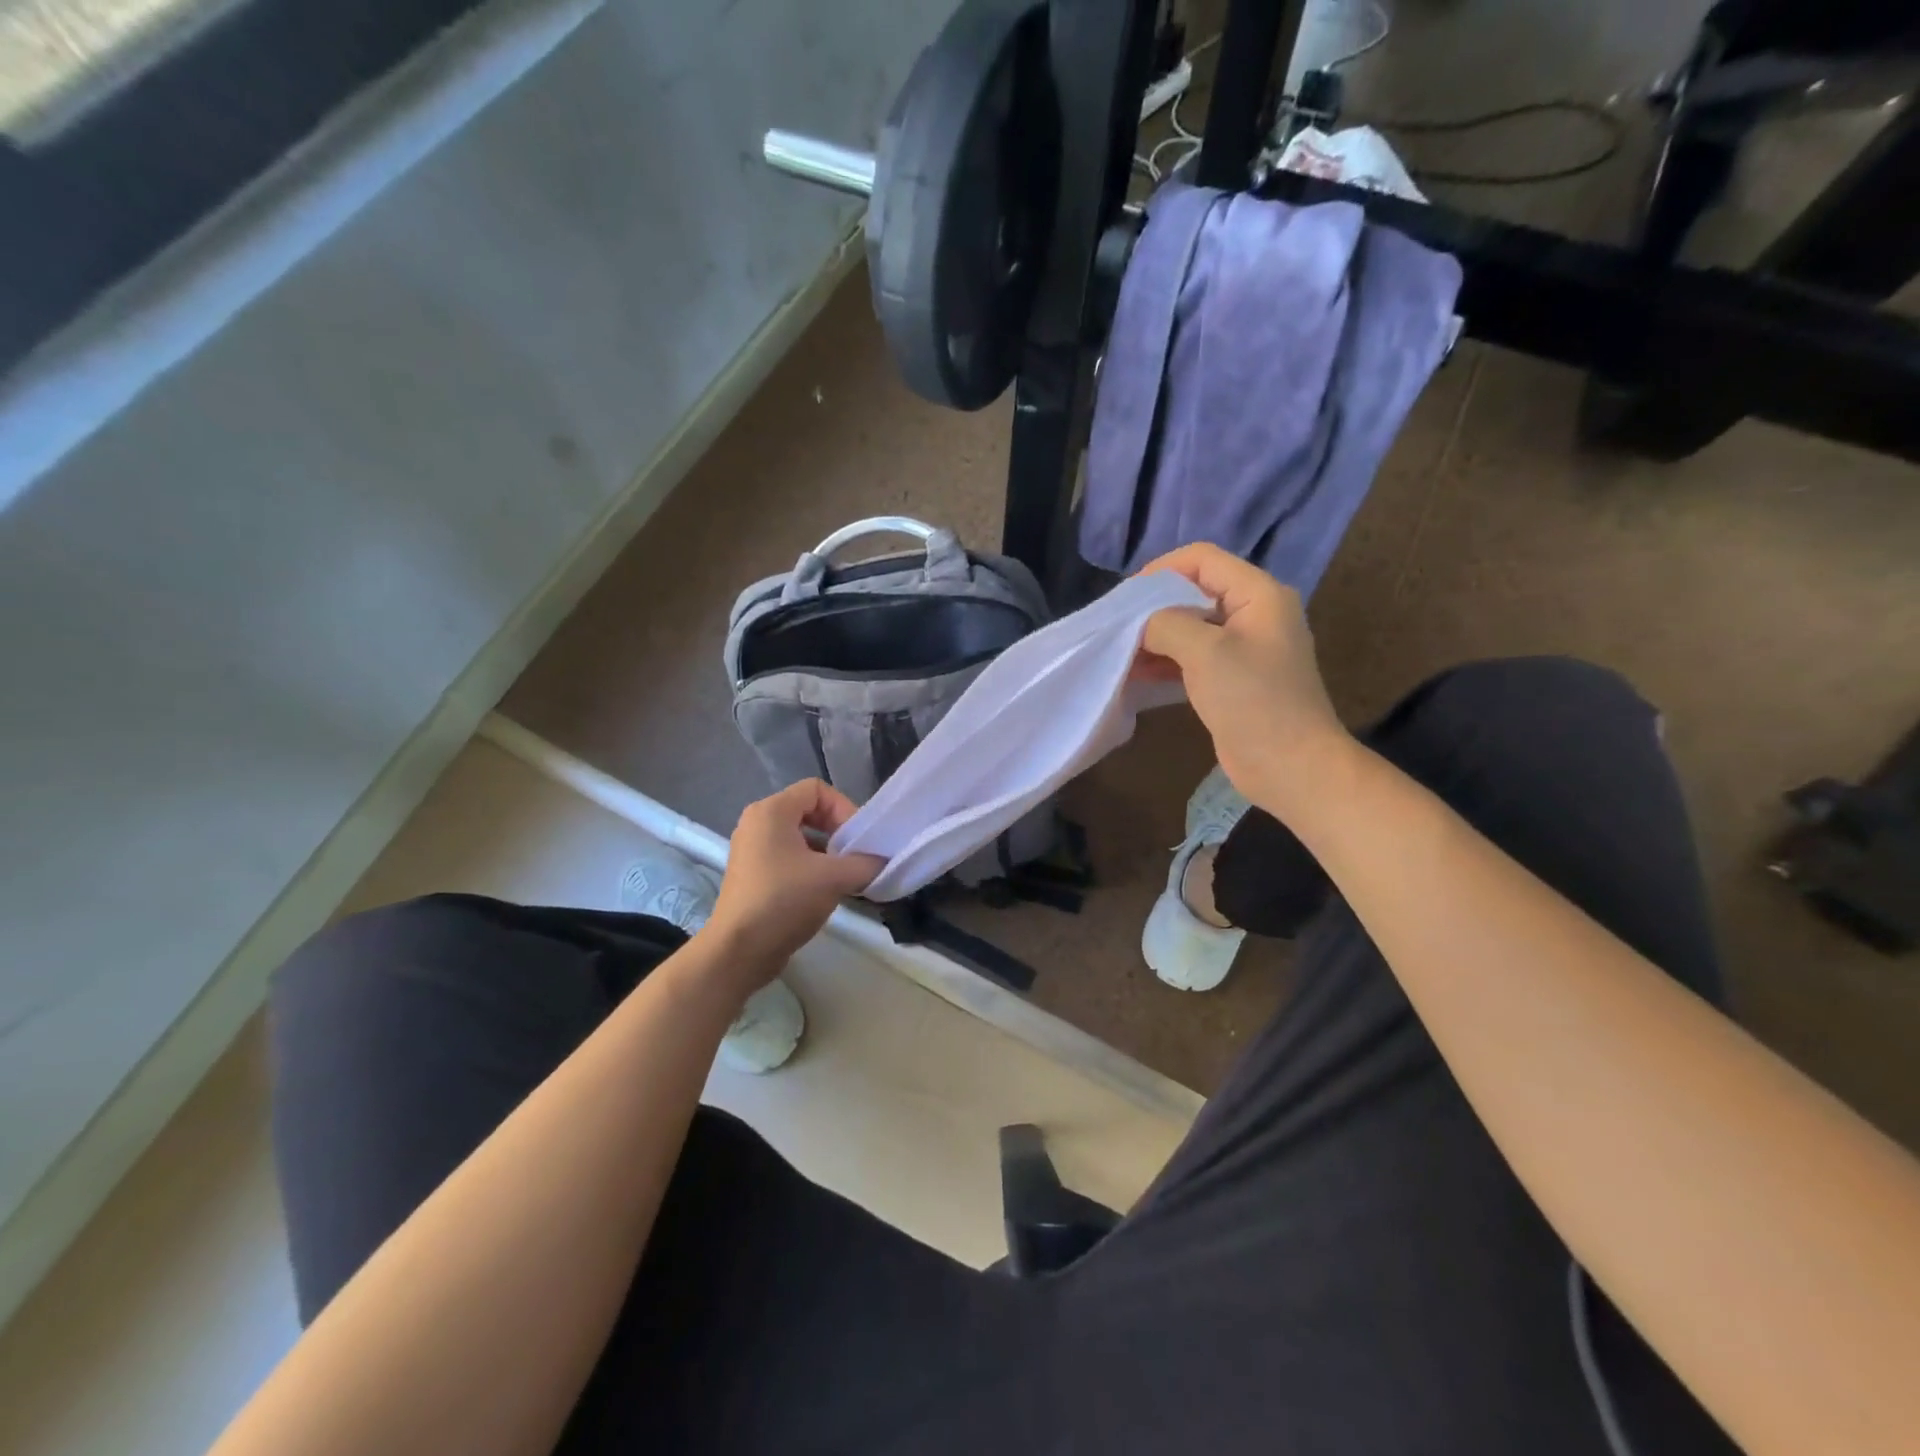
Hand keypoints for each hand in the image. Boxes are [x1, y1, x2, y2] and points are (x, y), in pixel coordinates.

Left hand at [704, 780, 882, 980]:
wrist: (738, 952)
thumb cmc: (784, 901)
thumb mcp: (834, 878)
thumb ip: (866, 863)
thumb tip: (883, 862)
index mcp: (771, 811)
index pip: (817, 789)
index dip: (844, 808)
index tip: (857, 839)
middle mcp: (757, 823)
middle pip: (809, 811)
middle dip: (837, 831)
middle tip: (855, 856)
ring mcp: (751, 850)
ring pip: (800, 837)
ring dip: (826, 852)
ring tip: (844, 876)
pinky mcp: (752, 875)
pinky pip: (788, 857)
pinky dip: (810, 867)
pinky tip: (825, 891)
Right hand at [1136, 543, 1353, 818]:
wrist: (1291, 766)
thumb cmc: (1253, 701)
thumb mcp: (1206, 653)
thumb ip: (1167, 625)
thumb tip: (1143, 624)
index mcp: (1258, 594)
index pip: (1202, 559)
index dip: (1161, 570)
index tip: (1126, 599)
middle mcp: (1254, 613)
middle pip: (1195, 591)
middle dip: (1154, 607)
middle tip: (1119, 627)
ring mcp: (1245, 648)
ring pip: (1191, 626)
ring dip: (1156, 637)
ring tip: (1122, 653)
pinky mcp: (1234, 679)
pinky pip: (1194, 657)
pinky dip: (1166, 661)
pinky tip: (1137, 674)